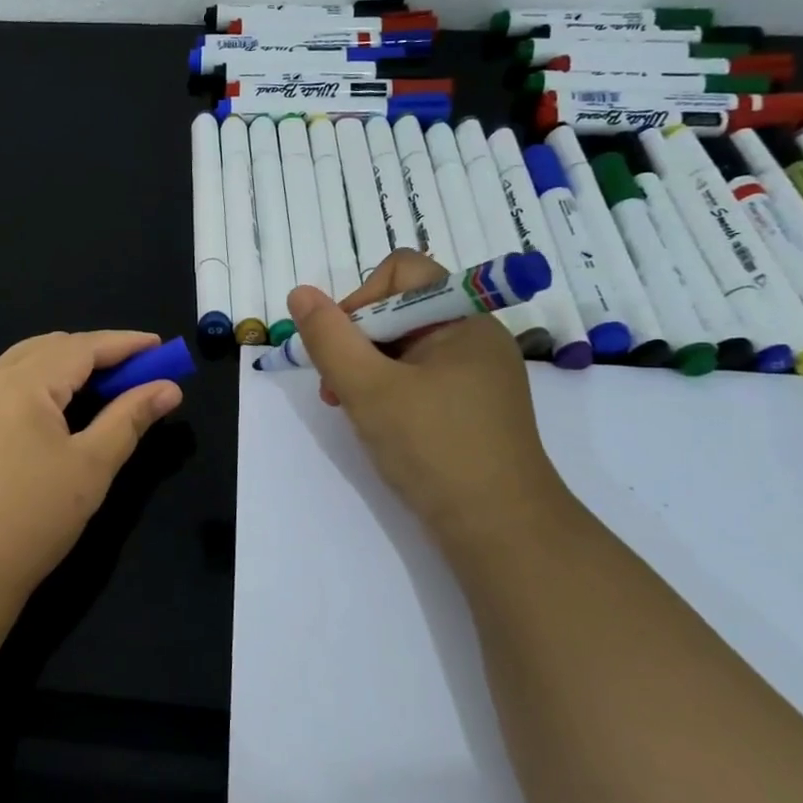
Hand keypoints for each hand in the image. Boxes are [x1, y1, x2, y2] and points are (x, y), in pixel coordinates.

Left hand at [0, 331, 182, 619]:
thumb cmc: (29, 520)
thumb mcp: (90, 468)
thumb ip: (129, 419)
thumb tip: (169, 388)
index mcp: (21, 383)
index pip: (82, 347)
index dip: (125, 344)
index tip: (161, 346)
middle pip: (49, 348)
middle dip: (95, 353)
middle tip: (135, 372)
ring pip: (22, 365)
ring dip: (64, 368)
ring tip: (100, 389)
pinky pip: (3, 389)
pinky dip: (38, 387)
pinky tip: (53, 415)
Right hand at [288, 250, 568, 544]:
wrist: (500, 531)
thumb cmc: (435, 448)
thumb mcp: (368, 389)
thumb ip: (329, 338)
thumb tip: (301, 293)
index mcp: (464, 318)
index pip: (403, 271)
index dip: (361, 298)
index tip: (340, 345)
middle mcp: (474, 337)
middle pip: (400, 309)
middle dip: (357, 341)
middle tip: (336, 387)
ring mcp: (476, 375)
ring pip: (405, 348)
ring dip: (367, 369)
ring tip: (349, 408)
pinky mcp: (471, 408)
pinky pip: (419, 378)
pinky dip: (389, 392)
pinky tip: (376, 424)